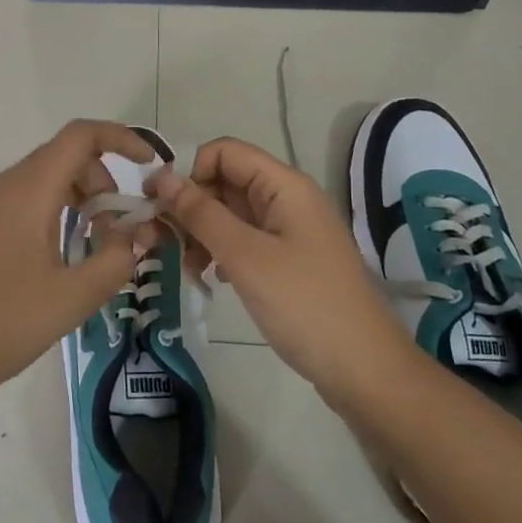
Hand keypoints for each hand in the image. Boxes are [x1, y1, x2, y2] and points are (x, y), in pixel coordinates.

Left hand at [0, 120, 155, 414]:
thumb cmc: (1, 324)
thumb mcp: (72, 299)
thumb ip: (115, 260)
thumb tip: (138, 234)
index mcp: (28, 191)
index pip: (80, 136)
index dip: (121, 138)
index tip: (148, 166)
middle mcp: (3, 187)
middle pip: (63, 156)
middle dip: (102, 181)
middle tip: (118, 228)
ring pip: (42, 180)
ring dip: (77, 199)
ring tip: (92, 246)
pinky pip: (21, 201)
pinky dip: (52, 212)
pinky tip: (55, 259)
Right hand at [150, 137, 411, 404]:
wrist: (364, 370)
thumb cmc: (303, 304)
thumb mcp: (245, 255)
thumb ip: (201, 213)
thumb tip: (162, 176)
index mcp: (284, 185)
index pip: (224, 152)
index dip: (188, 170)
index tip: (157, 204)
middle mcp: (288, 199)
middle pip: (226, 181)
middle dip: (190, 206)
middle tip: (159, 241)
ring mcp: (290, 231)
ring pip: (232, 213)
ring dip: (202, 232)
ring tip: (187, 267)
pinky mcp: (289, 260)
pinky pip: (245, 240)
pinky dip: (221, 252)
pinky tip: (209, 277)